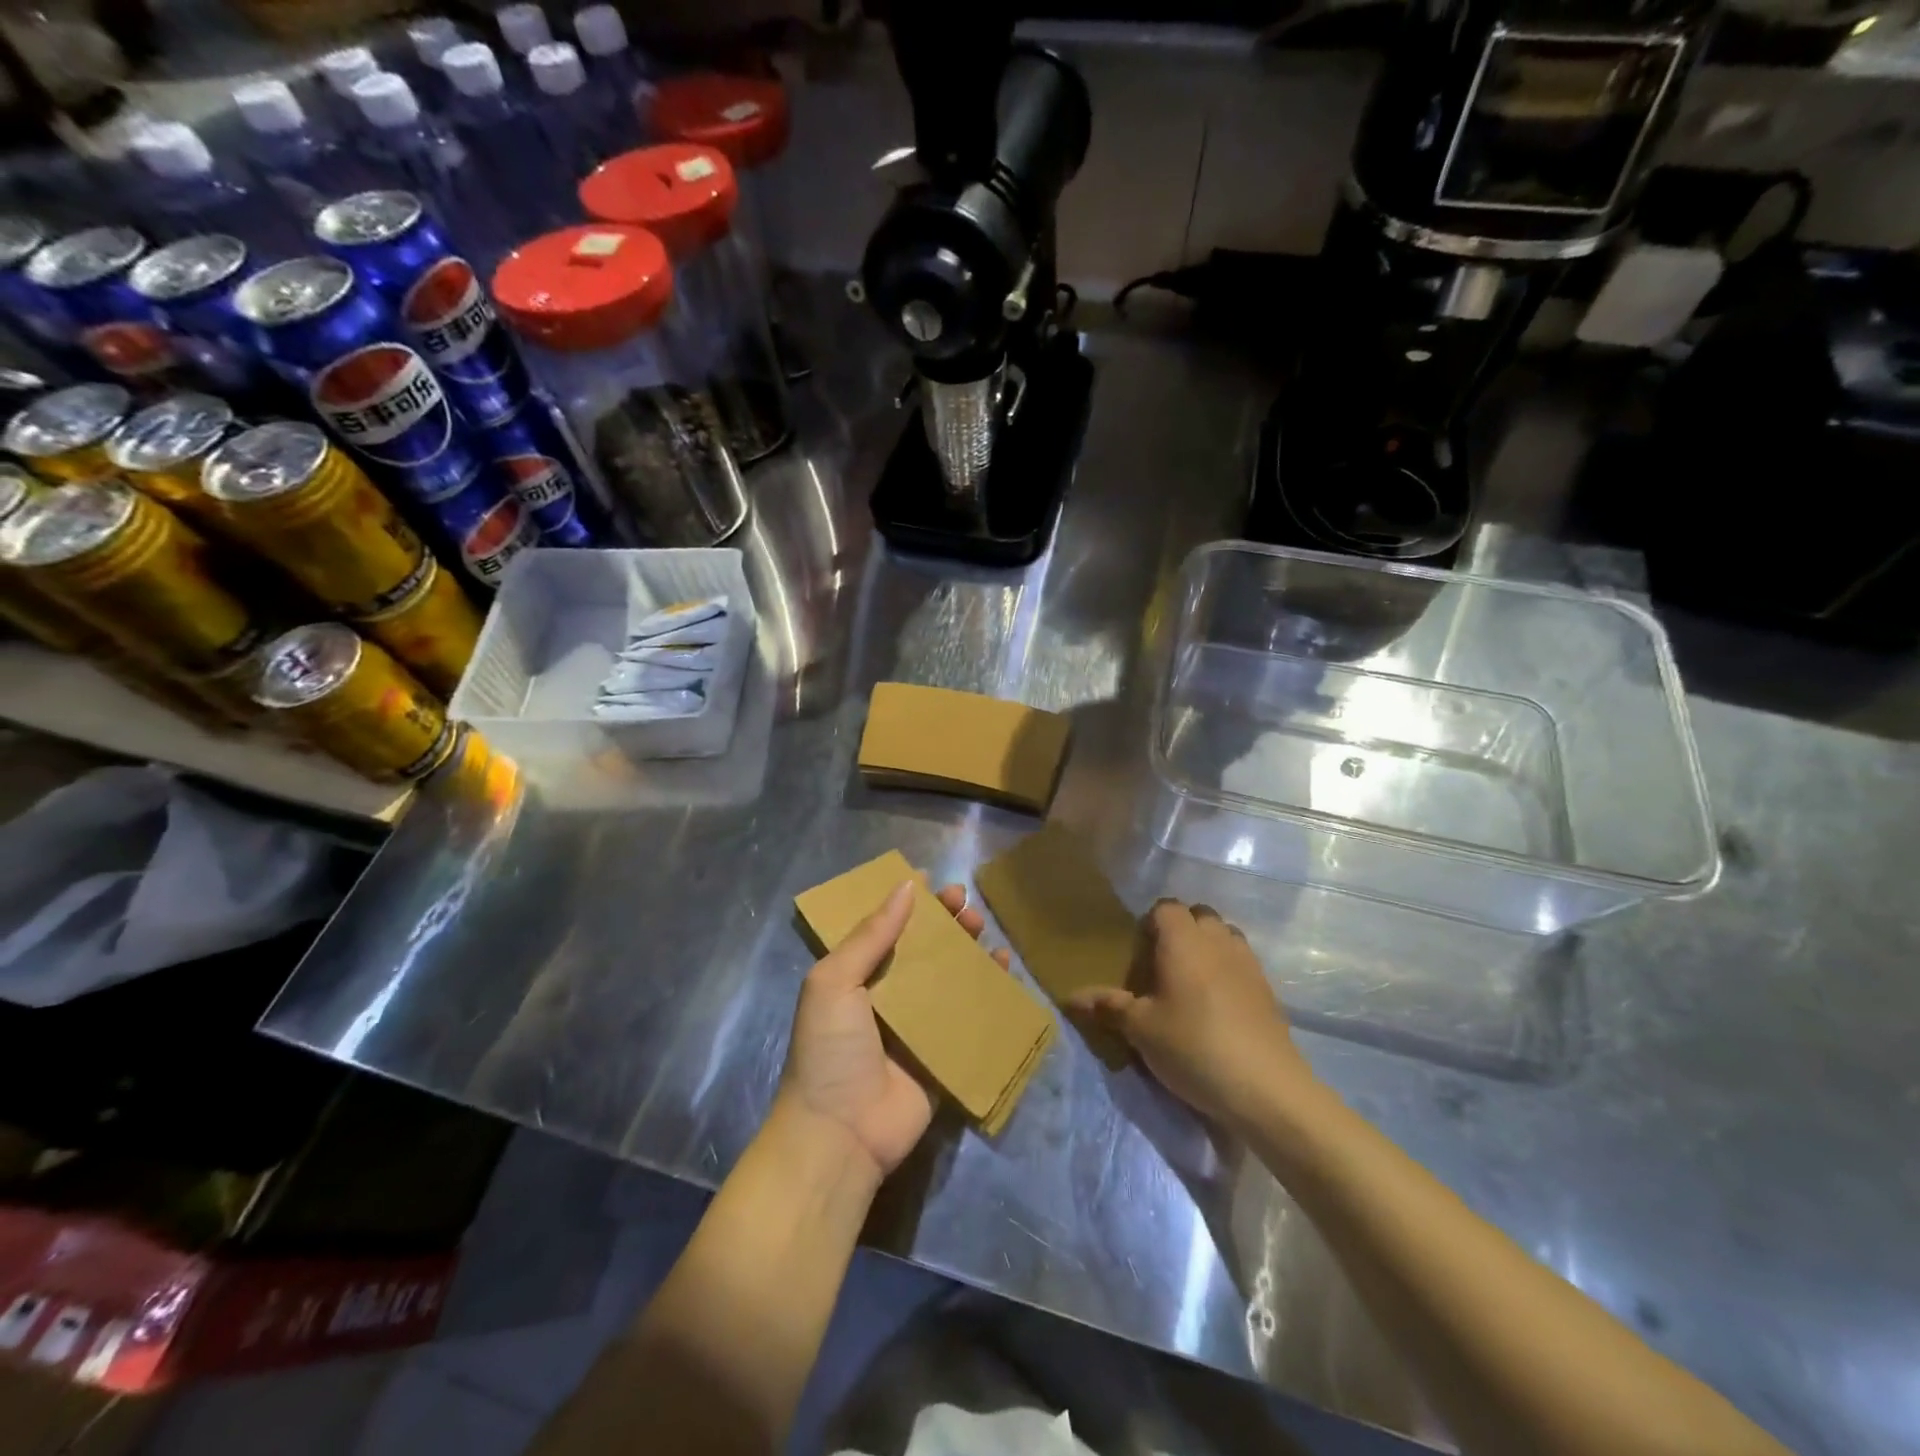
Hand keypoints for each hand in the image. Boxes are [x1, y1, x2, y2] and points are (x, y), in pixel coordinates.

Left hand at [778, 880, 1008, 1181]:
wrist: (840, 1133)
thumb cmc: (830, 1049)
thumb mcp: (835, 981)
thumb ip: (870, 935)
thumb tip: (906, 886)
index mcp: (855, 976)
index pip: (885, 928)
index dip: (908, 904)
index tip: (931, 879)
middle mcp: (886, 995)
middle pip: (921, 948)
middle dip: (944, 922)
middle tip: (965, 902)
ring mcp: (916, 1025)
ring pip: (949, 975)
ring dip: (967, 948)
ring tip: (983, 926)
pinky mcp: (943, 1053)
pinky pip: (970, 1015)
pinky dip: (988, 990)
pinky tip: (1004, 967)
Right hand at [1068, 900, 1318, 1127]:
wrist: (1266, 1088)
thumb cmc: (1193, 1046)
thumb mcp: (1140, 1030)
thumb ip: (1108, 1006)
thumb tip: (1071, 997)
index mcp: (1183, 940)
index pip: (1166, 907)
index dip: (1150, 922)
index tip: (1139, 952)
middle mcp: (1217, 940)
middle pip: (1199, 915)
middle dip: (1181, 931)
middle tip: (1161, 966)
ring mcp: (1248, 962)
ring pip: (1224, 936)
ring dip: (1207, 949)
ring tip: (1190, 984)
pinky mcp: (1268, 989)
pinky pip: (1241, 963)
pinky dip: (1228, 972)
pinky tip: (1216, 1007)